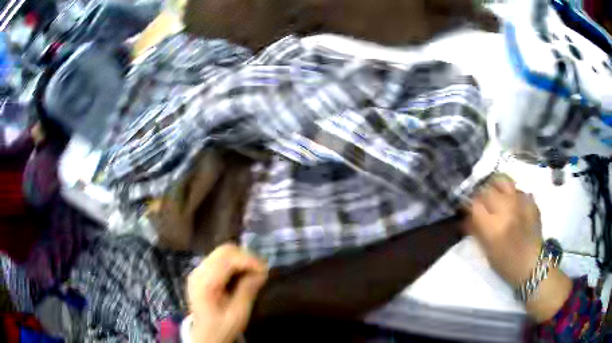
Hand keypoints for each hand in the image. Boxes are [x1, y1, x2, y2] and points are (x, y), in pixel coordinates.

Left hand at [187, 244, 267, 342]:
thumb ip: (247, 291)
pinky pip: (219, 259)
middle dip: (246, 257)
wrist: (205, 335)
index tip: (265, 271)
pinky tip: (243, 274)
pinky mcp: (201, 272)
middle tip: (261, 271)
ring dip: (241, 259)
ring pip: (222, 252)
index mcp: (204, 283)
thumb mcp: (237, 314)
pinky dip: (234, 262)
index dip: (248, 260)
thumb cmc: (221, 327)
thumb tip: (262, 273)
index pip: (226, 259)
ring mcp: (198, 270)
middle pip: (224, 251)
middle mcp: (198, 271)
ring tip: (254, 272)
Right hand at [465, 174, 543, 287]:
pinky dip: (511, 194)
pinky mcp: (531, 201)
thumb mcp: (487, 251)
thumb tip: (465, 218)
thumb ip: (475, 231)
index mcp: (493, 226)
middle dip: (480, 196)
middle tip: (479, 203)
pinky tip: (511, 204)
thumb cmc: (506, 264)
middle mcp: (507, 209)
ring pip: (503, 181)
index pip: (474, 204)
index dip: (467, 205)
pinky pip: (517, 189)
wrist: (533, 264)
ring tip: (494, 195)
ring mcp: (521, 202)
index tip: (465, 209)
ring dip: (495, 187)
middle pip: (487, 190)